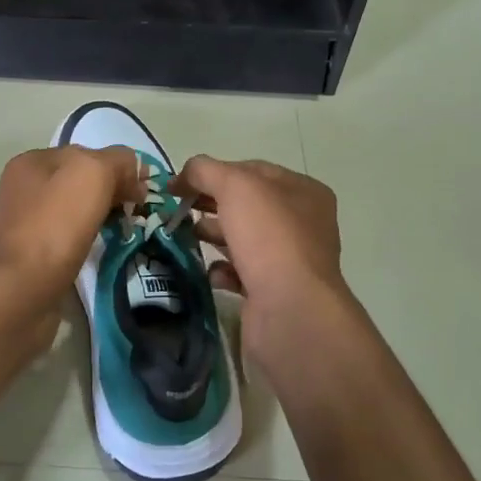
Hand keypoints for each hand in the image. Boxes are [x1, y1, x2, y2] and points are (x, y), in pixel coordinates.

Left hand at [0, 145, 141, 312]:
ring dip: (101, 217)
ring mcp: (24, 222)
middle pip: (80, 182)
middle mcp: (24, 187)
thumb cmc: (55, 225)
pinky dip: (87, 240)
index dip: (119, 168)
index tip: (144, 192)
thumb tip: (135, 168)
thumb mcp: (92, 174)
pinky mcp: (30, 255)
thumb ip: (117, 161)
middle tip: (139, 212)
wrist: (21, 292)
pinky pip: (67, 237)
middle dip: (112, 192)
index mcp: (33, 161)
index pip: (86, 153)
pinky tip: (100, 250)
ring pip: (75, 210)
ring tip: (125, 231)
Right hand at [176, 156, 349, 328]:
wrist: (289, 310)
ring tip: (185, 236)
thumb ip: (205, 171)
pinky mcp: (274, 291)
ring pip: (243, 239)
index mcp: (303, 191)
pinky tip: (210, 272)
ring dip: (213, 236)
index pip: (252, 170)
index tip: (180, 184)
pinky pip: (242, 273)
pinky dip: (222, 270)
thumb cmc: (268, 237)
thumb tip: (183, 174)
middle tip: (178, 210)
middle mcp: (302, 223)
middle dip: (210, 205)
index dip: (214, 172)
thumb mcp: (235, 187)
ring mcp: (289, 259)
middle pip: (246, 205)